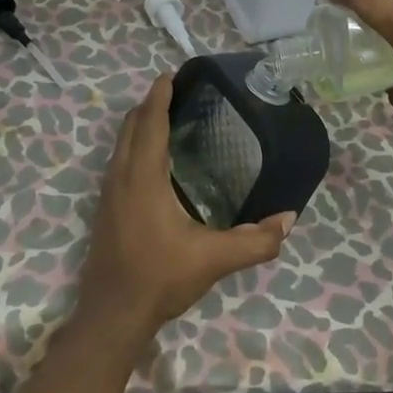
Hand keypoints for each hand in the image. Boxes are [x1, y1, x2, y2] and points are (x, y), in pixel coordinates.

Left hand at [74, 75, 294, 346]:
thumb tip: (289, 219)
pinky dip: (132, 144)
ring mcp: (108, 194)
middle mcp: (121, 177)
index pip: (150, 123)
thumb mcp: (212, 260)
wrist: (110, 319)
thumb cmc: (159, 279)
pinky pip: (117, 161)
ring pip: (120, 143)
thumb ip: (254, 241)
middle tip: (174, 90)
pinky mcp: (104, 210)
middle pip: (131, 126)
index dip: (159, 96)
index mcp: (144, 177)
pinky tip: (150, 160)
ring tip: (163, 116)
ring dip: (139, 124)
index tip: (170, 74)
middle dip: (149, 104)